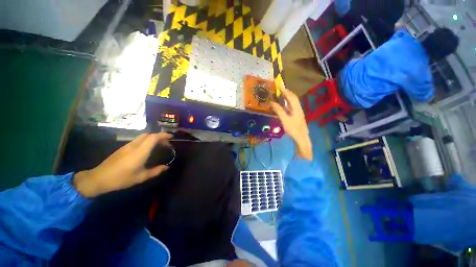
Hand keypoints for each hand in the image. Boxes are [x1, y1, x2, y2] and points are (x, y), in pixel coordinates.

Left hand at [73, 133, 172, 197]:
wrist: (99, 178)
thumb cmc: (121, 178)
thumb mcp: (141, 177)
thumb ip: (156, 171)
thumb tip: (166, 167)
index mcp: (140, 152)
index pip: (153, 137)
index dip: (163, 135)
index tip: (171, 137)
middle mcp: (134, 146)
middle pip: (148, 134)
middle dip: (159, 136)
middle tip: (166, 143)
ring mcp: (127, 146)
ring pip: (143, 137)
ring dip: (152, 138)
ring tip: (158, 146)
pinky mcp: (123, 148)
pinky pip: (138, 140)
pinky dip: (146, 141)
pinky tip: (147, 149)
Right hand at [271, 86, 312, 160]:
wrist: (301, 138)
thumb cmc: (293, 129)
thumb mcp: (284, 120)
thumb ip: (279, 110)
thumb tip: (272, 102)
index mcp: (296, 108)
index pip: (290, 96)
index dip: (284, 90)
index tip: (278, 84)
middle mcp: (298, 108)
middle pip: (293, 97)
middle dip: (286, 91)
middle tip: (279, 88)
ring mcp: (298, 112)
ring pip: (293, 102)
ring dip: (287, 97)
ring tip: (280, 94)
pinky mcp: (296, 116)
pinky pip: (291, 106)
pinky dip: (287, 103)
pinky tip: (283, 105)